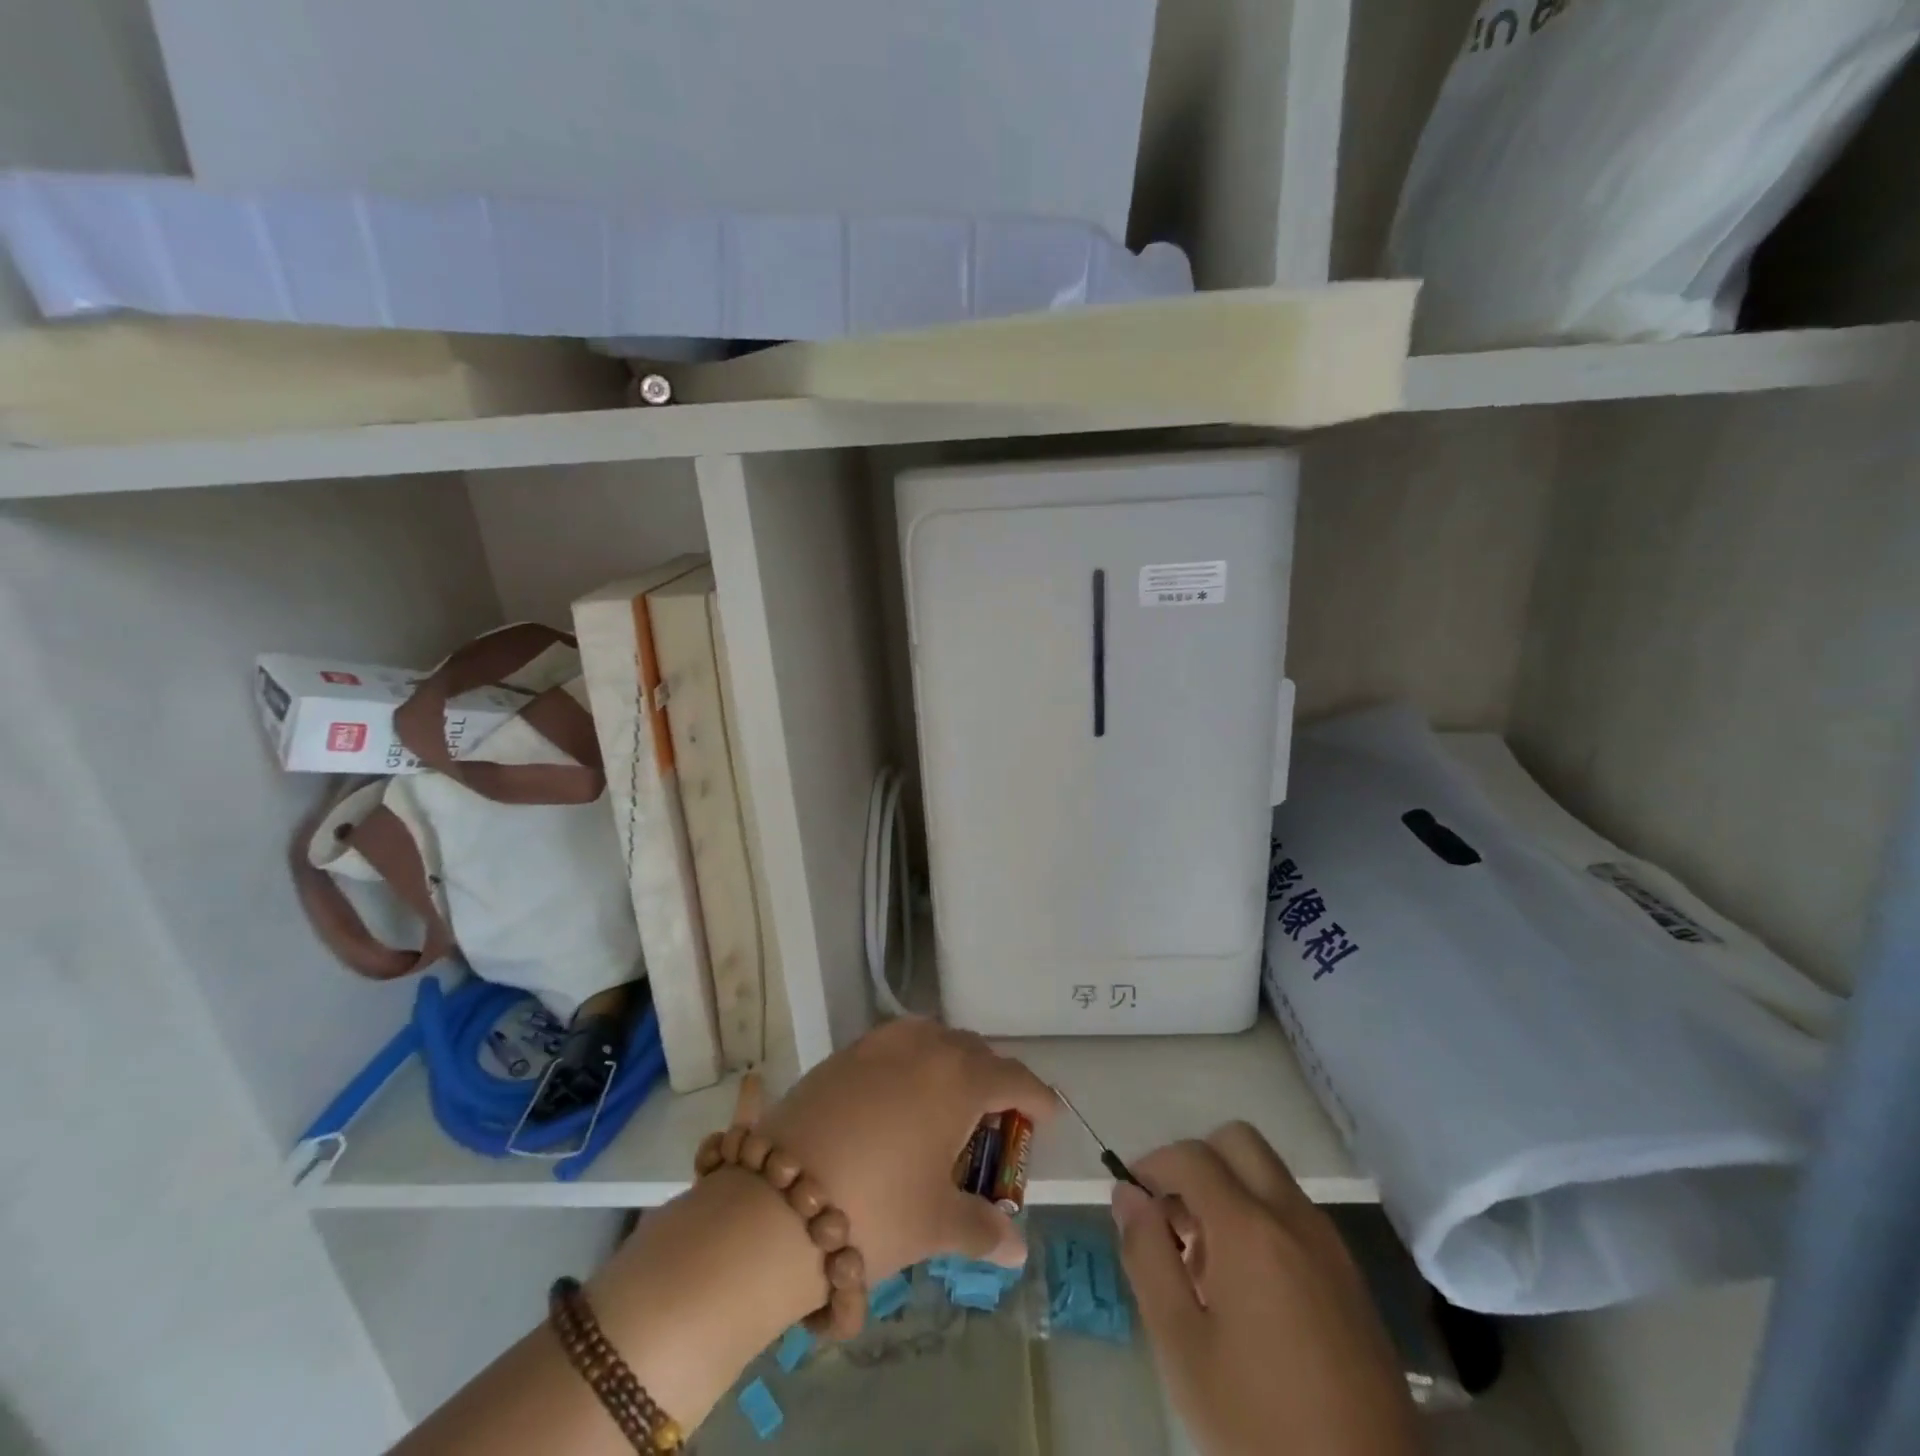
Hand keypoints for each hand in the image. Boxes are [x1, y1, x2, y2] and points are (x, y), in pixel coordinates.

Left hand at [756, 1016, 1057, 1280]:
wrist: (778, 1200)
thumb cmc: (875, 1209)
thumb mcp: (936, 1224)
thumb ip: (983, 1229)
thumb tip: (1016, 1248)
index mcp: (960, 1080)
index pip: (1013, 1077)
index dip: (1037, 1096)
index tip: (1050, 1113)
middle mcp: (926, 1047)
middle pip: (973, 1050)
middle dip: (992, 1077)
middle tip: (997, 1115)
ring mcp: (881, 1044)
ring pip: (932, 1037)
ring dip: (950, 1060)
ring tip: (949, 1099)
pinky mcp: (844, 1052)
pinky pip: (895, 1043)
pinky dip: (911, 1059)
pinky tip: (900, 1094)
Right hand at [1115, 1123, 1421, 1455]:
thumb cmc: (1259, 1424)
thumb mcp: (1181, 1346)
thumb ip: (1146, 1256)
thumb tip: (1127, 1194)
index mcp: (1250, 1228)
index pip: (1191, 1155)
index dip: (1152, 1164)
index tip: (1133, 1198)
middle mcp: (1294, 1217)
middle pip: (1239, 1142)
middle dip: (1197, 1162)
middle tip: (1173, 1217)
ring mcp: (1330, 1244)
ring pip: (1269, 1175)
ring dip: (1229, 1189)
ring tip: (1204, 1262)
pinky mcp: (1351, 1276)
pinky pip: (1295, 1214)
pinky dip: (1261, 1218)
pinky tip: (1247, 1288)